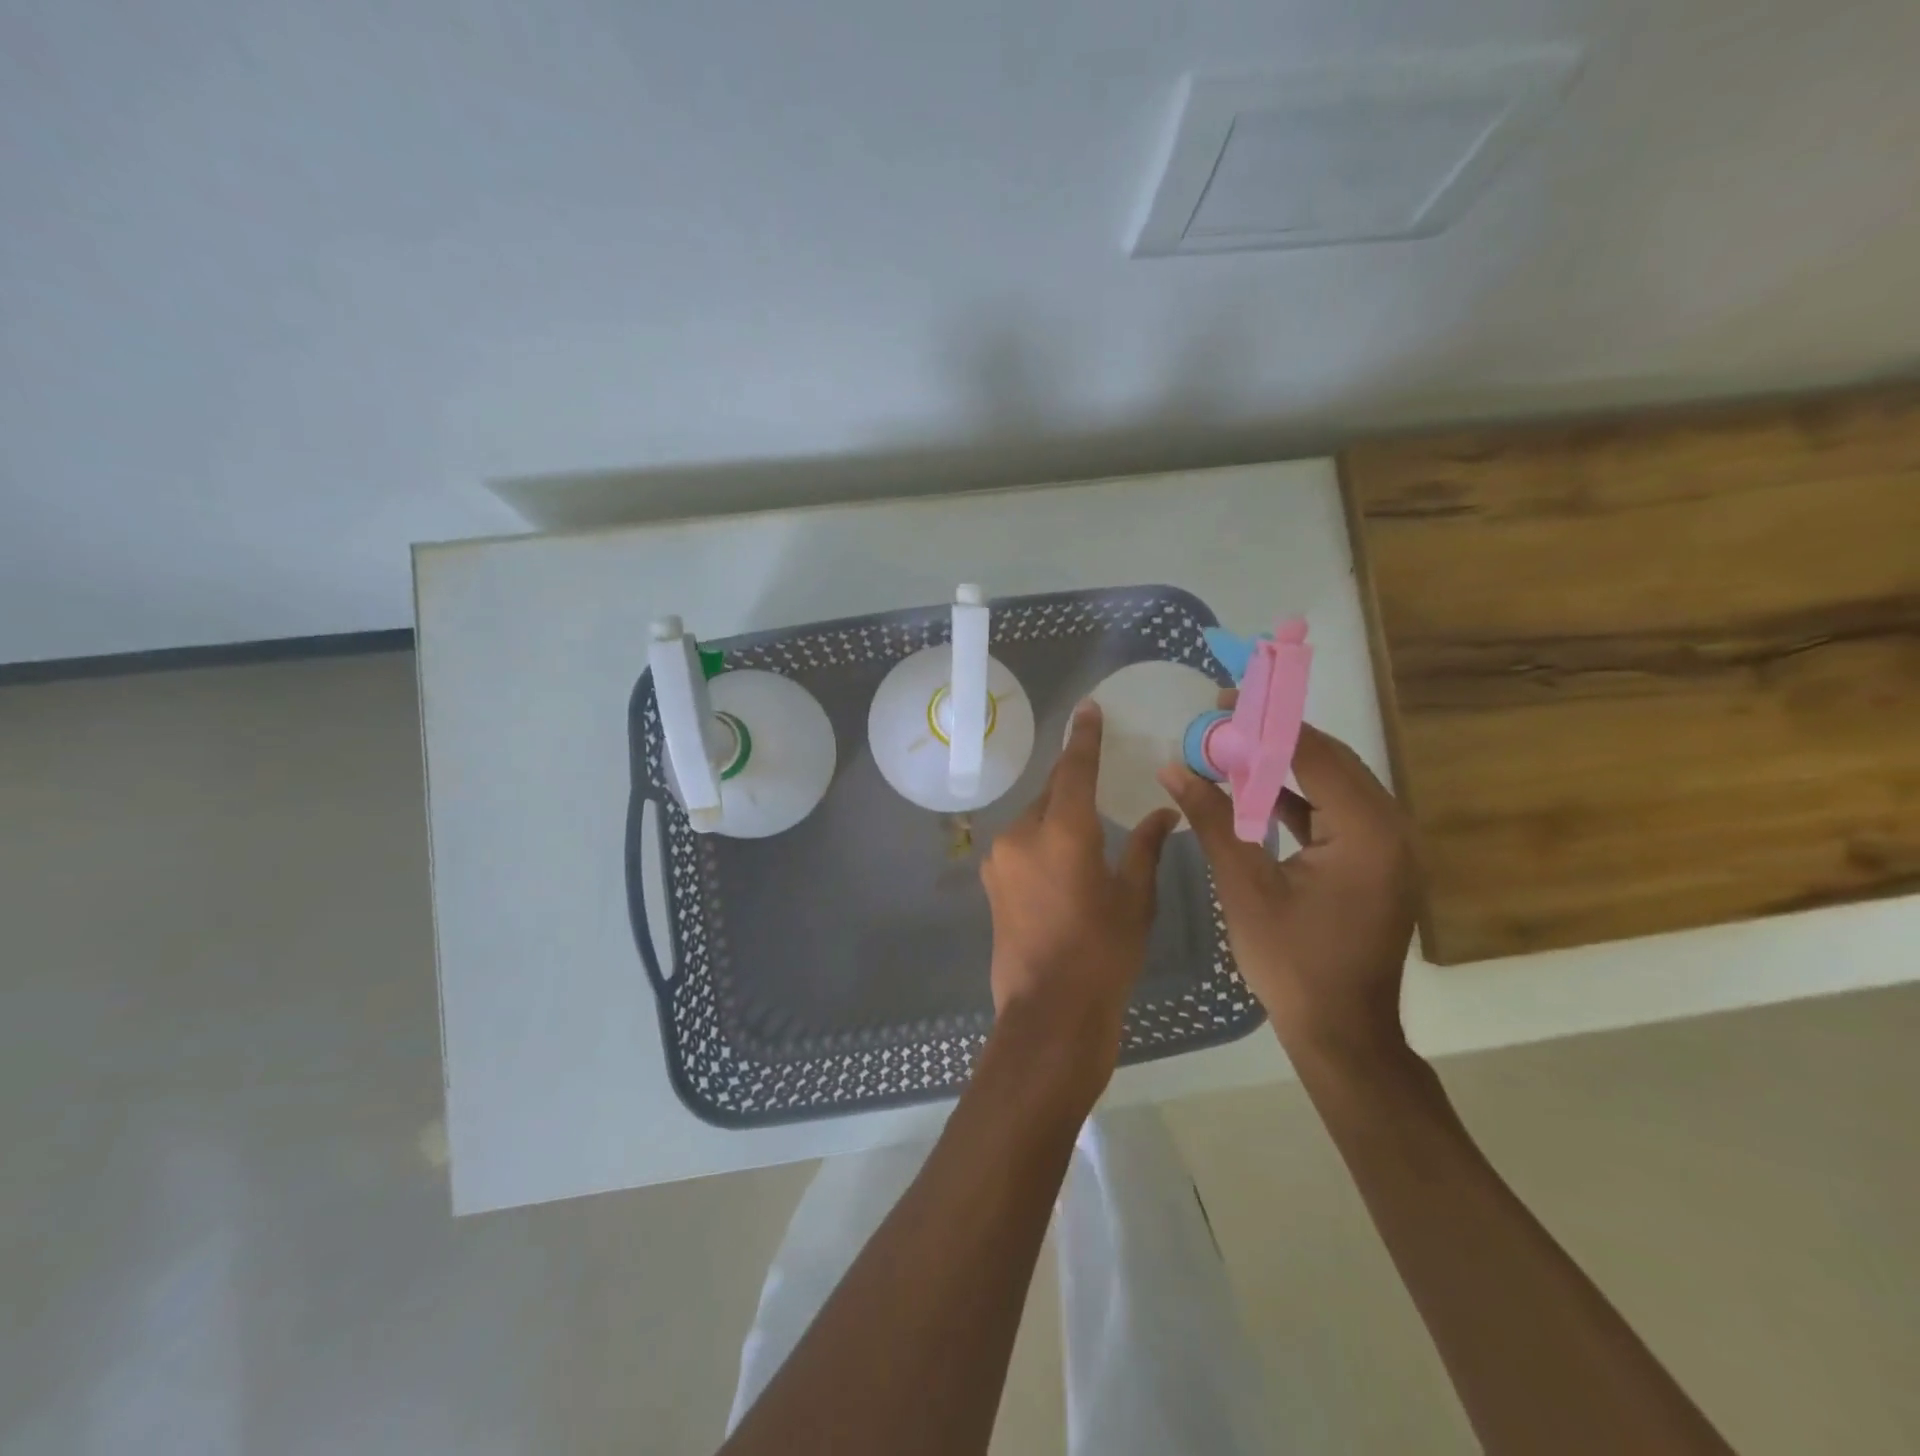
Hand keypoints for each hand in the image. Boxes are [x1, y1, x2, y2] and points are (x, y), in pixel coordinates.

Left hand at [981, 701, 1178, 1081]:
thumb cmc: (1104, 955)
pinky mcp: (990, 880)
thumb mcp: (1135, 899)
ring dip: (1057, 818)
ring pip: (1033, 819)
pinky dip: (1041, 841)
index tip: (1087, 709)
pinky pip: (1021, 844)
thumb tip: (1166, 812)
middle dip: (1074, 786)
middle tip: (1101, 789)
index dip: (1083, 736)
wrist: (1049, 1012)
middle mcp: (1022, 833)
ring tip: (1085, 839)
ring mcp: (999, 857)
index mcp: (1062, 831)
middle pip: (1051, 793)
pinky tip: (1061, 865)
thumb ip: (1147, 847)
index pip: (1074, 768)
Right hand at [1157, 714, 1417, 1068]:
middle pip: (1330, 760)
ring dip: (1286, 764)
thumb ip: (1212, 820)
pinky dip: (1298, 797)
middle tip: (1224, 718)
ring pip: (1334, 783)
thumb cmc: (1292, 963)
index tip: (1223, 701)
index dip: (1265, 723)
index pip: (1314, 754)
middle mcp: (1389, 829)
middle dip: (1275, 736)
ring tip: (1233, 746)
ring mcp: (1388, 848)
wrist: (1342, 1033)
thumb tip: (1174, 768)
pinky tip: (1256, 791)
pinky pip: (1336, 812)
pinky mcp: (1376, 863)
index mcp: (1366, 832)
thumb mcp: (1244, 887)